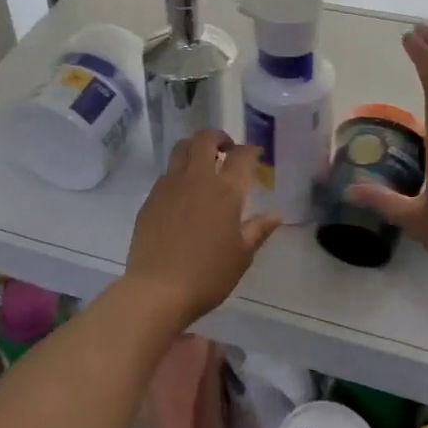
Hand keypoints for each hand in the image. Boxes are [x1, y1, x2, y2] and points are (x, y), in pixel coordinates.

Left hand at [123, 131, 280, 325]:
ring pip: (181, 149)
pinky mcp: (150, 198)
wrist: (157, 289)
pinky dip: (178, 173)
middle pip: (205, 139)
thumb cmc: (207, 275)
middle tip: (226, 150)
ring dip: (195, 149)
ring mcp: (169, 185)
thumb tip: (276, 214)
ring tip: (203, 165)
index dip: (251, 150)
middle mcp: (197, 179)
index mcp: (225, 191)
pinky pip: (166, 173)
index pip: (242, 156)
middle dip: (218, 137)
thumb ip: (258, 230)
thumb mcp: (241, 255)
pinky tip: (183, 194)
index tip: (256, 155)